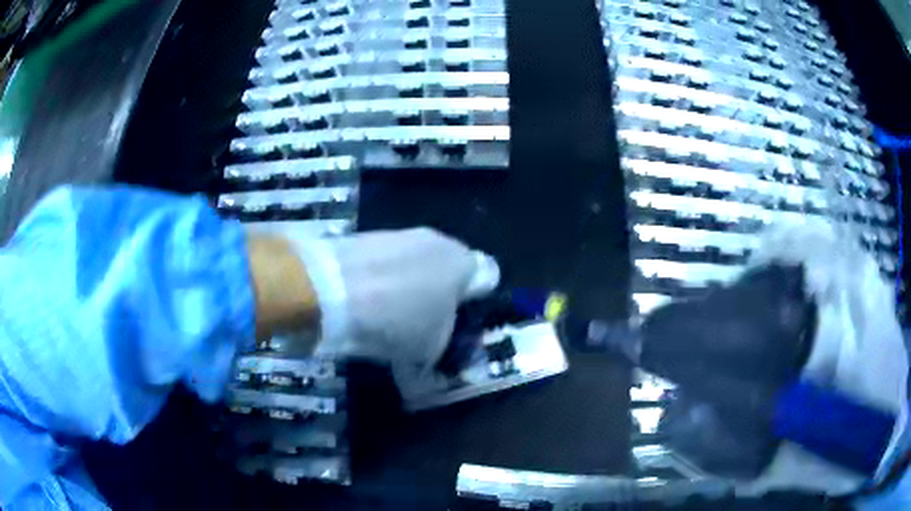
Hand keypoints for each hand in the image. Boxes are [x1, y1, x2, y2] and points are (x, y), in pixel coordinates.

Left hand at [290, 228, 499, 368]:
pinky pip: (388, 263)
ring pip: (418, 265)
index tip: (462, 325)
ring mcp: (401, 235)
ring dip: (412, 288)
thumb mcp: (425, 352)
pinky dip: (384, 280)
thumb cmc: (395, 320)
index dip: (478, 303)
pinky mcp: (370, 236)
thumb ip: (439, 358)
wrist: (329, 287)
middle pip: (450, 270)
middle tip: (426, 326)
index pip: (489, 277)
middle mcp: (437, 241)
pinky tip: (367, 302)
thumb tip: (433, 373)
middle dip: (442, 297)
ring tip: (390, 318)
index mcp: (463, 265)